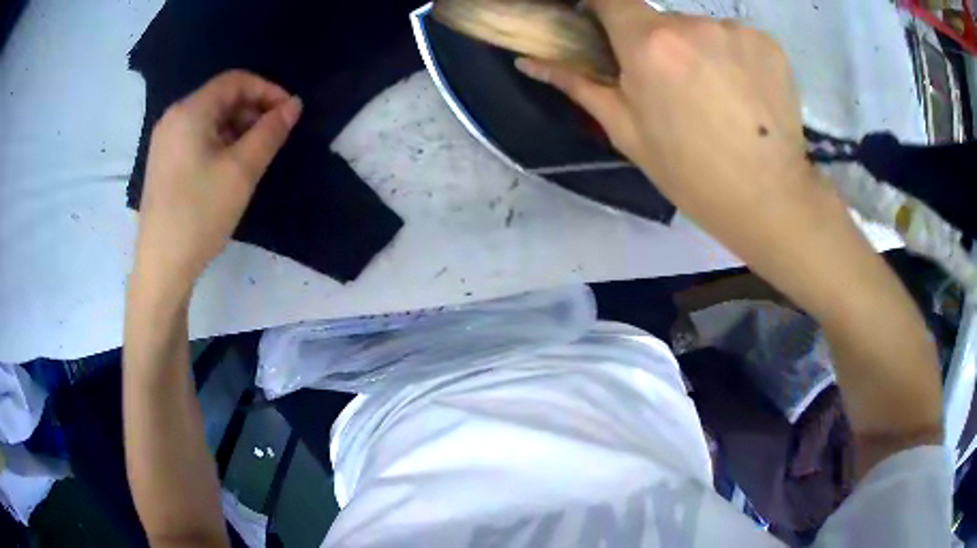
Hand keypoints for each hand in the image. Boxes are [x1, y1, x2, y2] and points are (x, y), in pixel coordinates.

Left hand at [133, 70, 301, 296]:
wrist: (162, 266)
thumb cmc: (200, 214)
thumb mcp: (241, 171)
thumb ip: (270, 132)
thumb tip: (294, 105)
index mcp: (190, 111)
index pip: (235, 81)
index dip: (267, 90)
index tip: (289, 113)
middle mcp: (174, 118)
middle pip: (221, 98)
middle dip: (253, 110)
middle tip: (275, 136)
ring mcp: (165, 142)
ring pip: (210, 120)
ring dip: (238, 128)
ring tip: (256, 154)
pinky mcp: (164, 163)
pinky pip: (197, 138)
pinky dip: (220, 143)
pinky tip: (231, 167)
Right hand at [515, 1, 829, 258]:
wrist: (768, 200)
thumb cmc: (690, 173)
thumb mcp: (626, 132)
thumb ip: (578, 85)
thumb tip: (529, 61)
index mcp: (649, 44)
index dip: (601, 7)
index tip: (604, 26)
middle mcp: (692, 24)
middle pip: (660, 21)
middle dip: (657, 44)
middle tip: (672, 88)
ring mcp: (736, 31)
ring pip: (701, 30)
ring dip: (698, 51)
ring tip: (715, 97)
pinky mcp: (769, 43)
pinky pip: (736, 38)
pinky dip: (732, 57)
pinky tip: (744, 94)